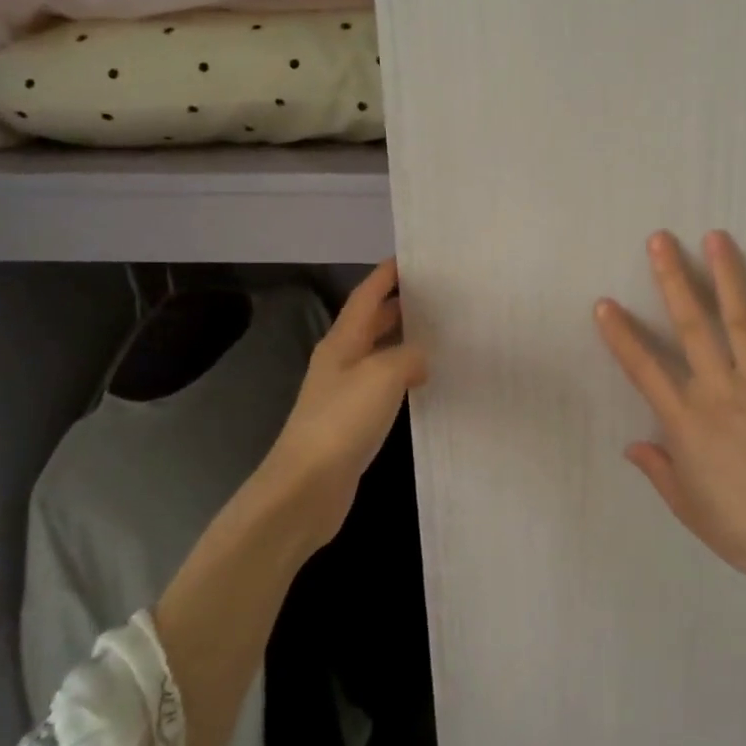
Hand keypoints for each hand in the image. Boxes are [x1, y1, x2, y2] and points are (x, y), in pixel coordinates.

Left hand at [258, 259, 428, 551]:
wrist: (307, 486)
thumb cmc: (342, 421)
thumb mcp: (383, 376)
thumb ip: (408, 357)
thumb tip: (420, 359)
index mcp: (342, 341)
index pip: (365, 296)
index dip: (386, 275)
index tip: (411, 259)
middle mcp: (340, 361)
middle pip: (371, 322)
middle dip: (399, 305)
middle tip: (437, 295)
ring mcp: (344, 392)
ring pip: (378, 354)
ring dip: (403, 341)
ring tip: (439, 332)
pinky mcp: (351, 421)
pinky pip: (382, 386)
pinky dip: (403, 376)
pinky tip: (423, 382)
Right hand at [595, 231, 745, 681]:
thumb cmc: (737, 527)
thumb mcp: (686, 504)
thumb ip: (658, 469)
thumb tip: (634, 446)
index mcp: (686, 420)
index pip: (644, 369)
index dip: (621, 336)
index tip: (604, 303)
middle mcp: (719, 391)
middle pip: (691, 327)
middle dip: (673, 280)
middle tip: (661, 240)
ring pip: (743, 324)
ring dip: (729, 278)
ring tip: (719, 239)